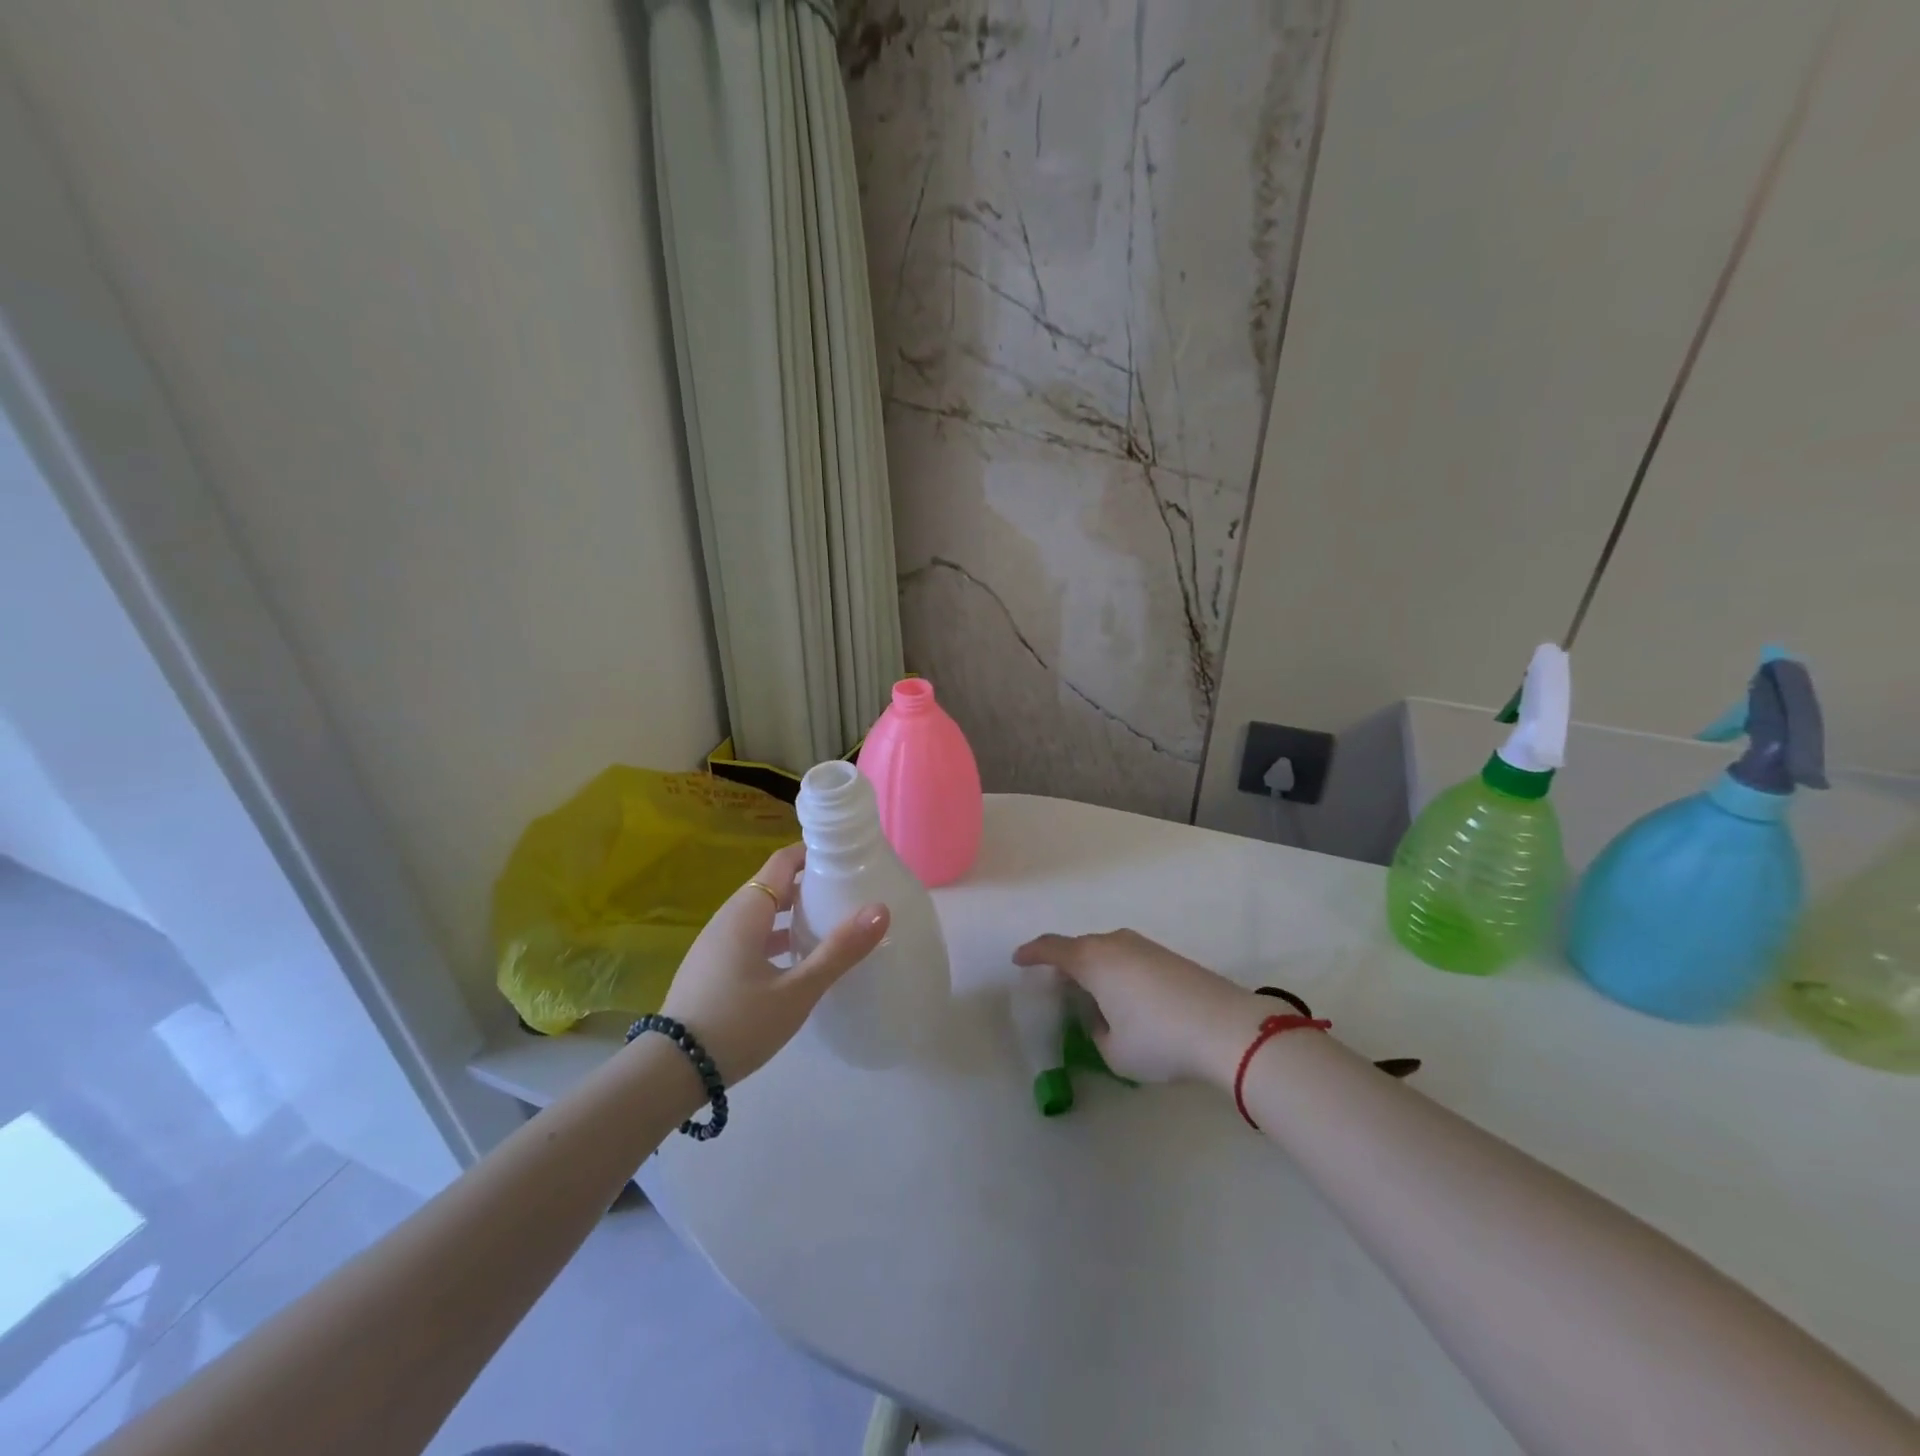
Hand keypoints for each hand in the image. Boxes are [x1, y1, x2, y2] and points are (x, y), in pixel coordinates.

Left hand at [660, 843, 888, 1085]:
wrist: (671, 1072)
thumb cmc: (738, 1024)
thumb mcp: (797, 991)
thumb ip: (839, 950)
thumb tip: (880, 909)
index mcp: (747, 911)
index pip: (782, 862)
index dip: (813, 853)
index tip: (846, 858)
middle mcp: (728, 918)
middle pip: (772, 885)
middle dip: (809, 883)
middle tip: (848, 892)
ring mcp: (715, 943)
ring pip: (760, 913)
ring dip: (793, 912)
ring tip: (829, 924)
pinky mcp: (711, 967)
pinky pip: (749, 935)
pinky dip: (776, 935)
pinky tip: (796, 961)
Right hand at [1012, 929, 1266, 1086]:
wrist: (1226, 1028)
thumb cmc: (1159, 1040)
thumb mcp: (1113, 1050)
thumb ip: (1096, 1031)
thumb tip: (1102, 1018)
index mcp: (1092, 960)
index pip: (1052, 948)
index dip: (1032, 953)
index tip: (1018, 960)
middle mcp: (1115, 943)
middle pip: (1079, 947)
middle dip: (1064, 963)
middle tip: (1057, 986)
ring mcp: (1144, 946)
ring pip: (1107, 950)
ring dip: (1094, 967)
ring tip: (1092, 994)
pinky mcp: (1168, 956)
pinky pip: (1128, 957)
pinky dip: (1117, 972)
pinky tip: (1126, 996)